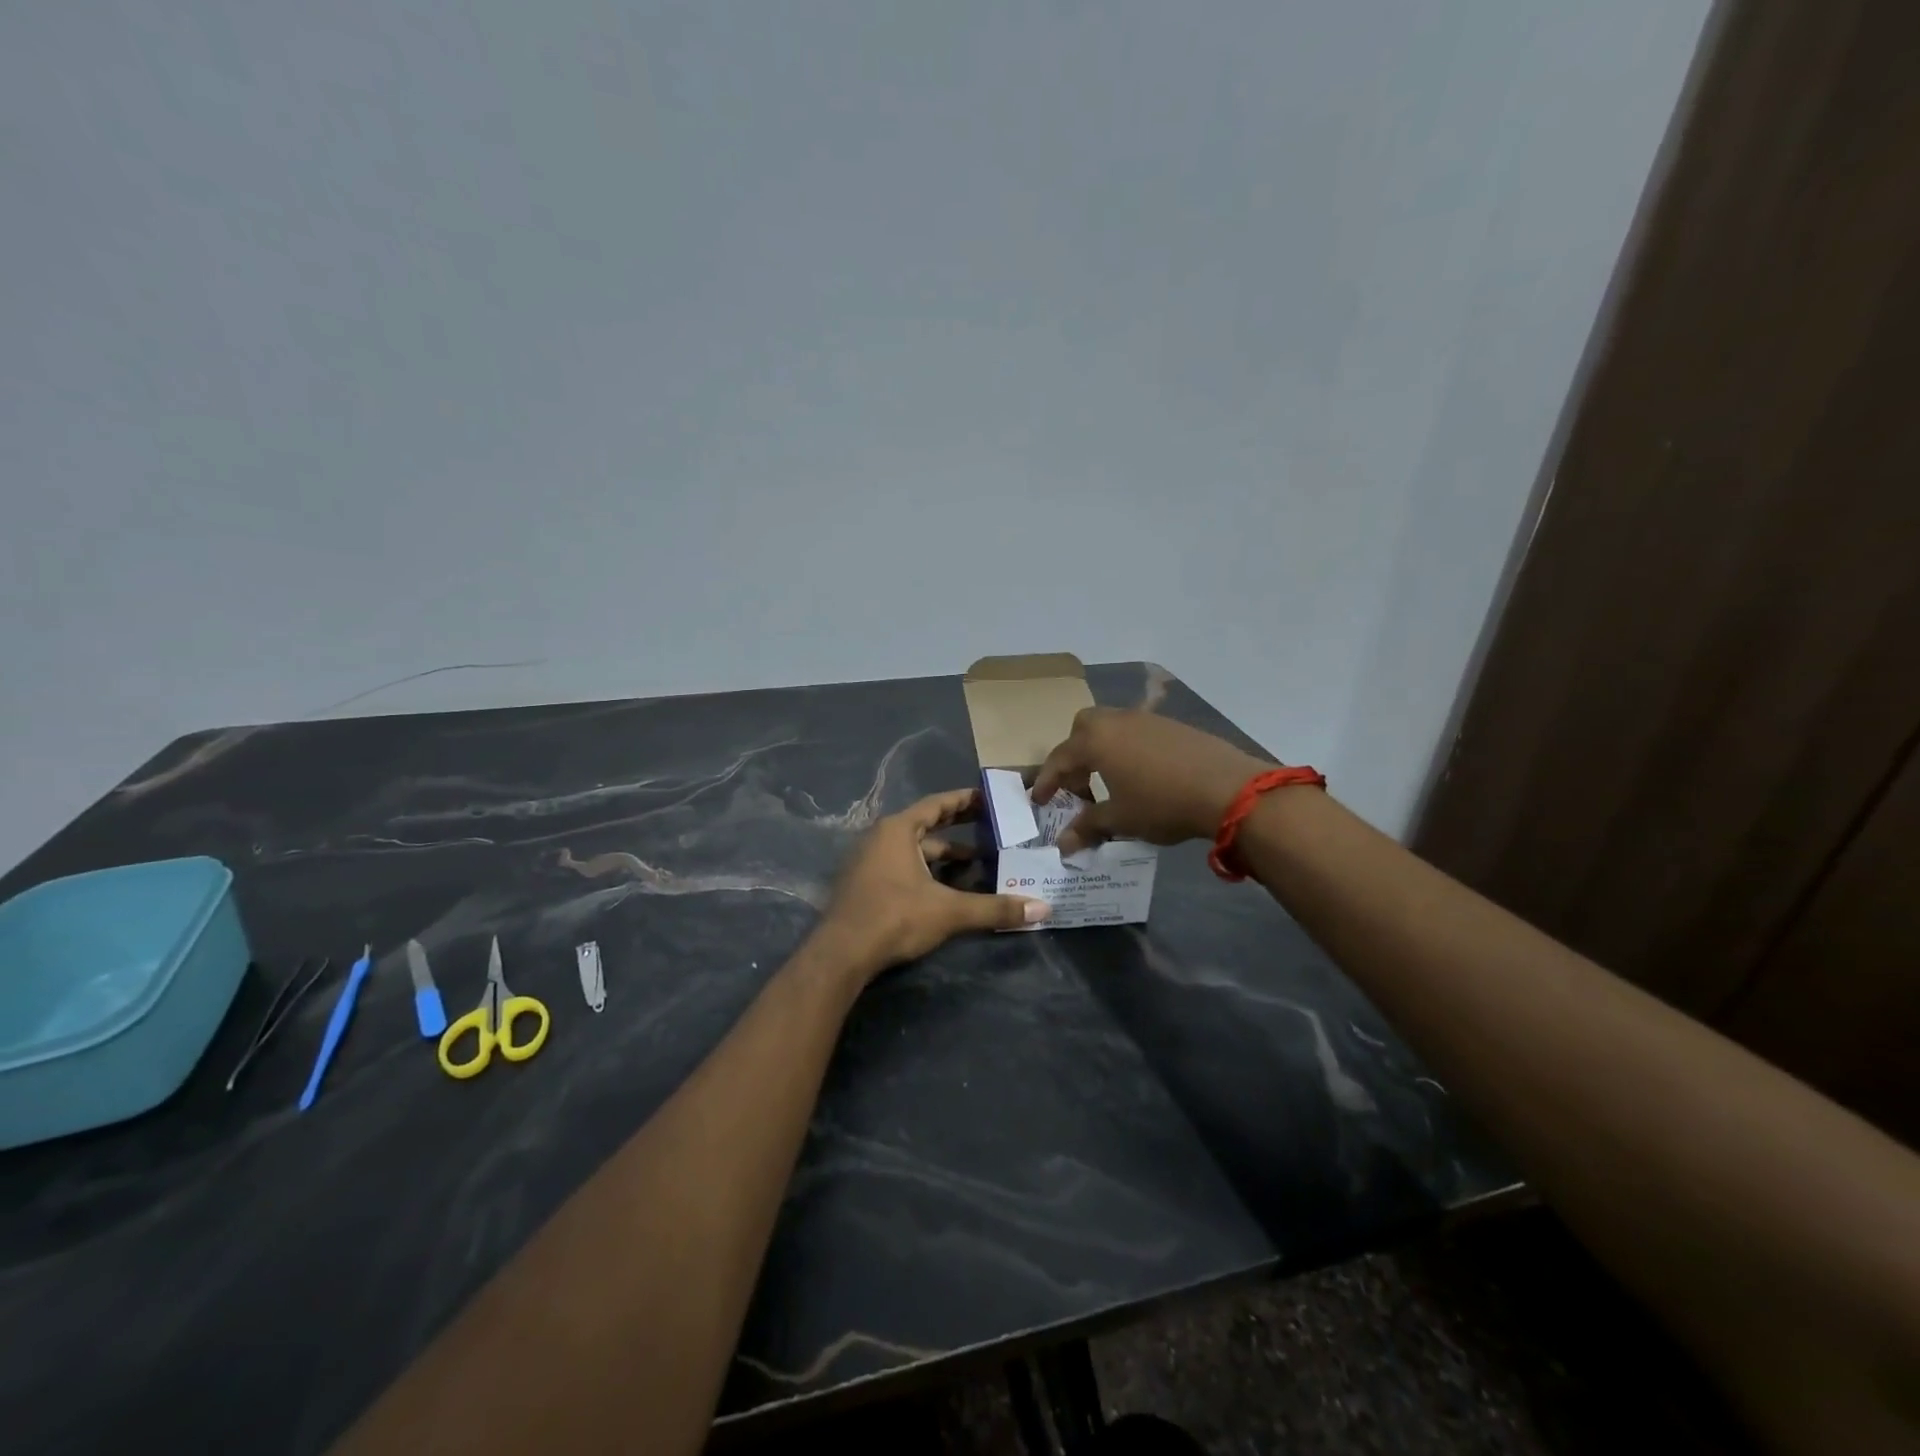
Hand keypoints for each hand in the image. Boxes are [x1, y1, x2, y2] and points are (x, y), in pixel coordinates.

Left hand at [818, 789, 1050, 977]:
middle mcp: (881, 837)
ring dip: (944, 856)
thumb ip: (995, 908)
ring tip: (979, 864)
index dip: (964, 800)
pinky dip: (927, 872)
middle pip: (927, 825)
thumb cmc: (895, 917)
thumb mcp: (949, 911)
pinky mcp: (865, 885)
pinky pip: (903, 867)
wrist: (841, 954)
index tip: (989, 798)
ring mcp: (869, 861)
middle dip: (959, 828)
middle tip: (992, 828)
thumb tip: (1042, 908)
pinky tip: (948, 888)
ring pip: (915, 850)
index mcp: (898, 829)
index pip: (937, 804)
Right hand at [1031, 708, 1271, 856]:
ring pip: (1111, 727)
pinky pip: (1137, 732)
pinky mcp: (1172, 725)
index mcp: (1095, 741)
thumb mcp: (1120, 820)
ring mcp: (1146, 719)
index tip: (1039, 801)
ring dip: (1102, 751)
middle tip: (1078, 786)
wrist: (1227, 788)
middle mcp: (1116, 721)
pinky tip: (1142, 775)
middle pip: (1082, 729)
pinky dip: (1128, 749)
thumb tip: (1062, 845)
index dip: (1047, 782)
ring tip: (1110, 782)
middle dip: (1074, 755)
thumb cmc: (1162, 803)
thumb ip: (1088, 827)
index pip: (1059, 759)